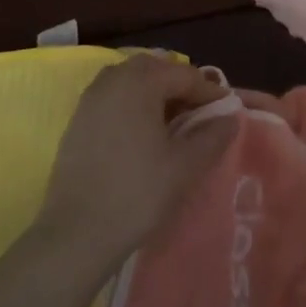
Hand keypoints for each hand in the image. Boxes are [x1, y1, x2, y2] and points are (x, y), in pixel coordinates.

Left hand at [32, 54, 237, 275]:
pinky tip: (142, 135)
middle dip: (181, 87)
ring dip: (155, 94)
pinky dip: (133, 106)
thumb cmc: (136, 193)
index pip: (185, 75)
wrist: (75, 236)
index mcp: (141, 81)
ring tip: (173, 123)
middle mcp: (113, 79)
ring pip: (132, 81)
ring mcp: (90, 99)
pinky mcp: (77, 121)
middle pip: (156, 70)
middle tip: (200, 115)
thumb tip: (230, 117)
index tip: (227, 112)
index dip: (210, 92)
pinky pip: (113, 98)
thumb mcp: (185, 166)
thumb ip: (213, 135)